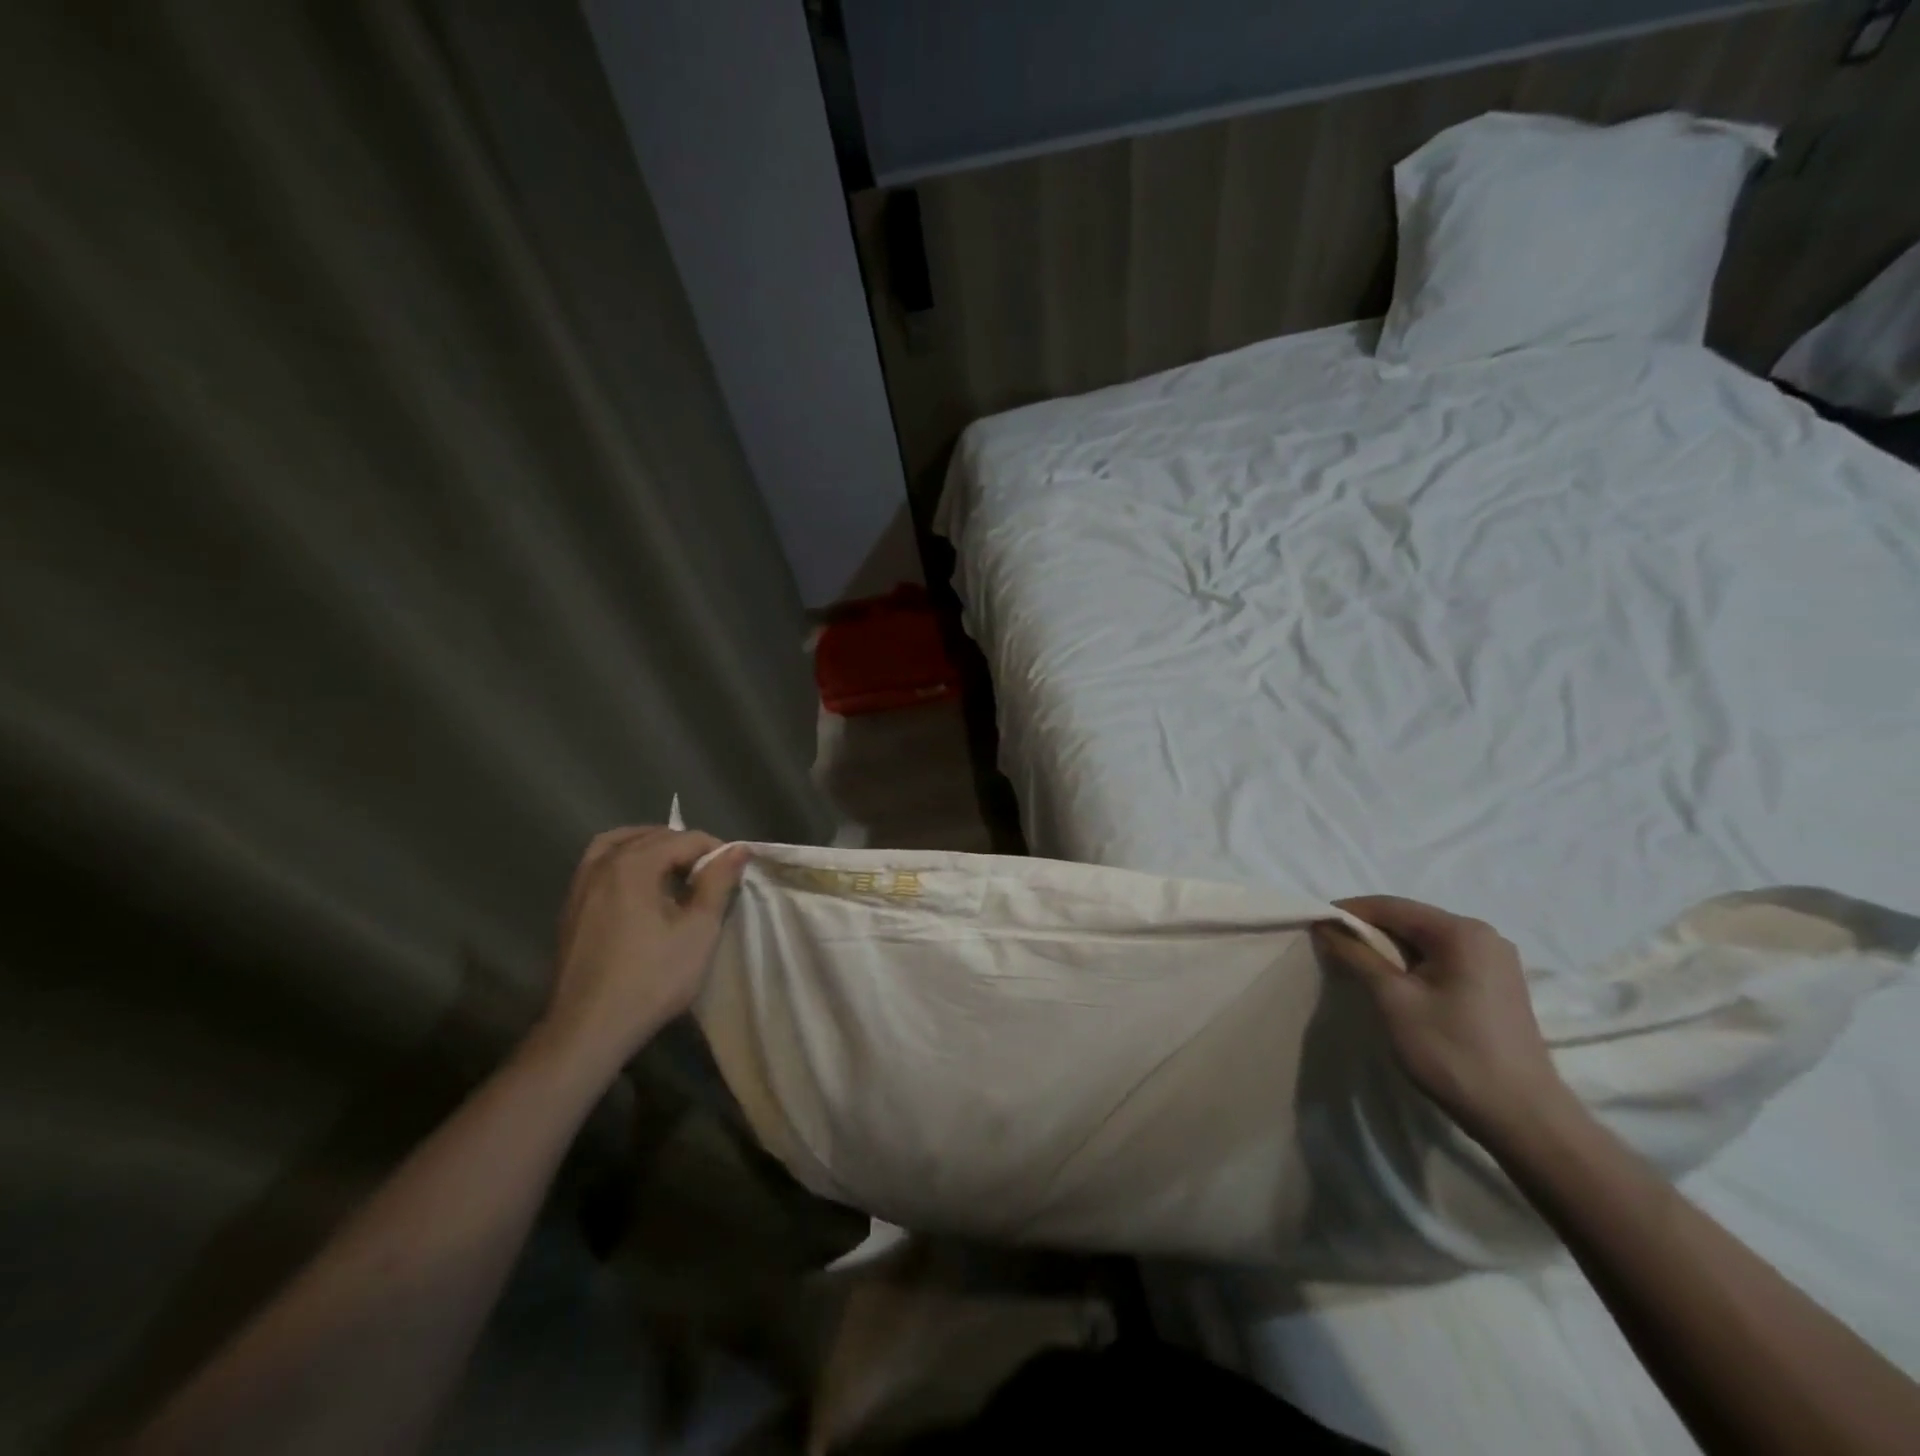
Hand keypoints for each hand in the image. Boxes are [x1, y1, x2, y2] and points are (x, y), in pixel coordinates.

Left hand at [540, 826, 748, 1068]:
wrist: (589, 1029)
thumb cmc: (651, 979)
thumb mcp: (698, 931)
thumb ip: (718, 883)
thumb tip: (738, 849)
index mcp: (633, 864)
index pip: (685, 839)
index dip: (716, 852)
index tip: (734, 876)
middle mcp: (603, 864)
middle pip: (652, 837)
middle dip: (685, 848)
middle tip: (711, 877)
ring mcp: (581, 885)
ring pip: (619, 845)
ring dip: (651, 849)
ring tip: (675, 872)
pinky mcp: (571, 908)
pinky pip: (600, 865)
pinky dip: (625, 863)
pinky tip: (641, 890)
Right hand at [1313, 896, 1567, 1142]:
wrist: (1522, 1118)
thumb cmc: (1452, 1052)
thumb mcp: (1393, 999)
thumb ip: (1357, 956)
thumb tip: (1325, 927)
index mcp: (1461, 931)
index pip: (1390, 906)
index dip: (1347, 912)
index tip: (1314, 926)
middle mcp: (1483, 936)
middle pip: (1409, 920)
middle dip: (1367, 932)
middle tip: (1330, 949)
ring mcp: (1494, 961)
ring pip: (1424, 941)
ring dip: (1387, 950)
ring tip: (1355, 967)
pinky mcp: (1496, 984)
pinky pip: (1441, 959)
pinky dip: (1411, 965)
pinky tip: (1393, 985)